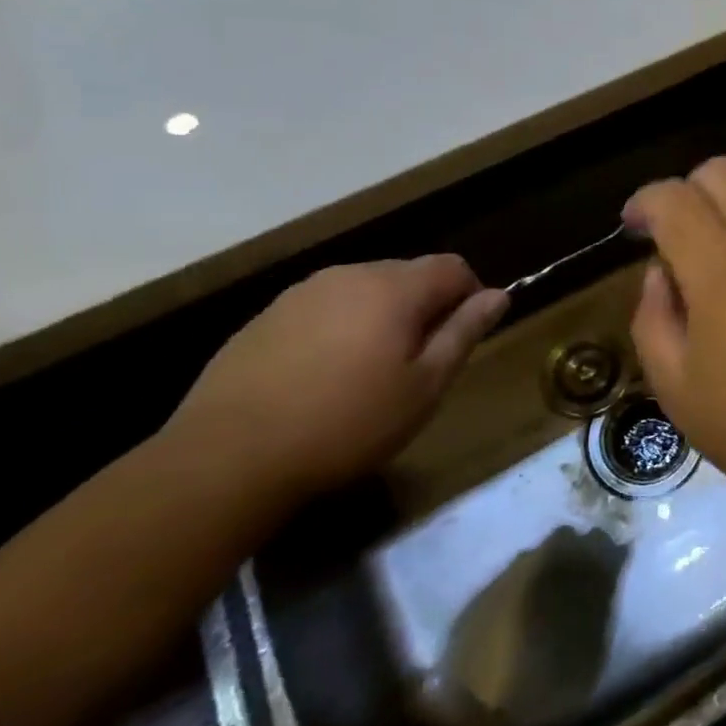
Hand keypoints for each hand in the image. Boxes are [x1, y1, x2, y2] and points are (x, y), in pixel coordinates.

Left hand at [164, 255, 507, 505]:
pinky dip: (339, 329)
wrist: (226, 458)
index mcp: (394, 288)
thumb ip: (464, 333)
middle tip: (416, 365)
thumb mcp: (423, 387)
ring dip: (380, 318)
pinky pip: (323, 309)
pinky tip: (322, 378)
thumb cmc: (346, 424)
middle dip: (424, 308)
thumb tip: (500, 295)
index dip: (469, 297)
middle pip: (408, 274)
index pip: (453, 267)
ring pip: (364, 291)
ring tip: (368, 373)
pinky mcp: (265, 317)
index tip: (460, 340)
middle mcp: (350, 275)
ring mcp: (302, 293)